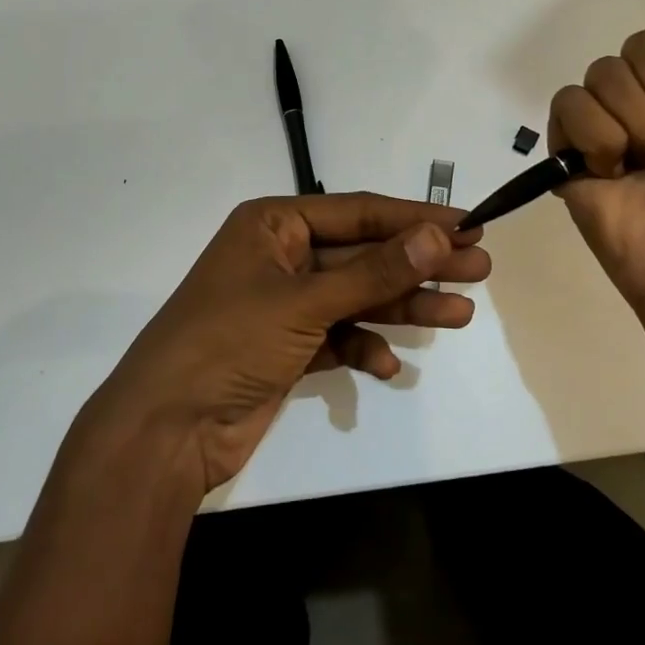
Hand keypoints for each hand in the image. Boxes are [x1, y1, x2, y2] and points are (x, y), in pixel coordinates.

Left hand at [86, 194, 489, 493]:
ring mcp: (284, 303)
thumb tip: (439, 235)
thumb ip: (375, 271)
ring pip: (357, 296)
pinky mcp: (287, 346)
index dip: (415, 219)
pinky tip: (388, 366)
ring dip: (404, 307)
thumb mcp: (306, 302)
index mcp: (274, 225)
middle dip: (419, 264)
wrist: (165, 431)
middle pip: (364, 255)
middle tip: (479, 270)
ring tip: (461, 315)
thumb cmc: (229, 344)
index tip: (468, 225)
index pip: (359, 212)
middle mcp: (281, 256)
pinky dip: (364, 348)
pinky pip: (338, 336)